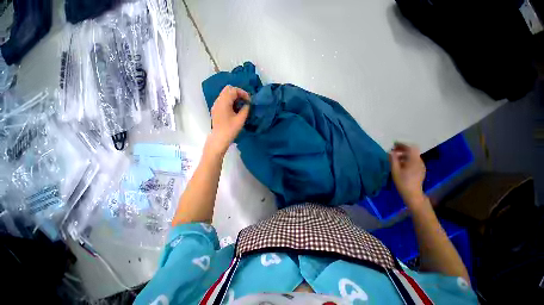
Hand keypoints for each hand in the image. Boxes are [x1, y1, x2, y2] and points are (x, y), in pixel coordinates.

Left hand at [207, 85, 250, 155]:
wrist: (219, 139)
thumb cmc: (230, 129)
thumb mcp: (240, 119)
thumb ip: (245, 109)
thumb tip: (248, 104)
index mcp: (224, 102)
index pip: (233, 90)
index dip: (243, 93)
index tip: (249, 101)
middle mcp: (218, 101)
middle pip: (228, 89)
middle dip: (238, 93)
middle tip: (245, 101)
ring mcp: (216, 105)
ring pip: (225, 94)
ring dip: (234, 97)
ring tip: (241, 105)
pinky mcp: (216, 109)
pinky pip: (223, 100)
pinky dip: (230, 101)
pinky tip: (235, 109)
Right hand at [389, 142, 426, 207]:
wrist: (412, 194)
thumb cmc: (402, 182)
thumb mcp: (395, 170)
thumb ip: (393, 160)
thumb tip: (390, 152)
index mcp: (414, 161)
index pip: (410, 148)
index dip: (402, 144)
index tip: (393, 144)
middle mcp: (419, 161)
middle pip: (412, 151)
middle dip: (402, 149)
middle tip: (392, 150)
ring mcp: (421, 166)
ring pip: (413, 156)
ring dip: (404, 154)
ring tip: (395, 157)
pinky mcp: (420, 170)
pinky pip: (414, 161)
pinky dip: (407, 159)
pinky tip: (400, 164)